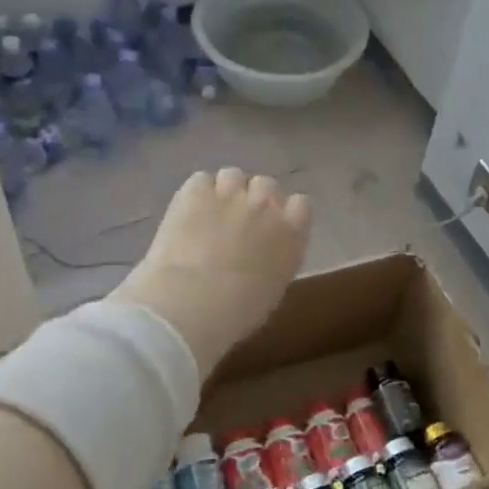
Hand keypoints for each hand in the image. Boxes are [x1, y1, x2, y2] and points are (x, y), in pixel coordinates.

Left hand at [110, 169, 311, 376]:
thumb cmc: (236, 313)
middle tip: (237, 222)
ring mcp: (231, 193)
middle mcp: (266, 205)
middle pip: (266, 185)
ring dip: (225, 191)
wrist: (192, 302)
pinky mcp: (196, 190)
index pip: (301, 204)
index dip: (284, 212)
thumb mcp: (272, 290)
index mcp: (292, 233)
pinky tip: (187, 213)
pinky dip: (195, 194)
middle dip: (254, 199)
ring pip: (233, 176)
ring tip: (210, 214)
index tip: (271, 227)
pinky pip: (201, 180)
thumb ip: (276, 261)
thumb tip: (263, 256)